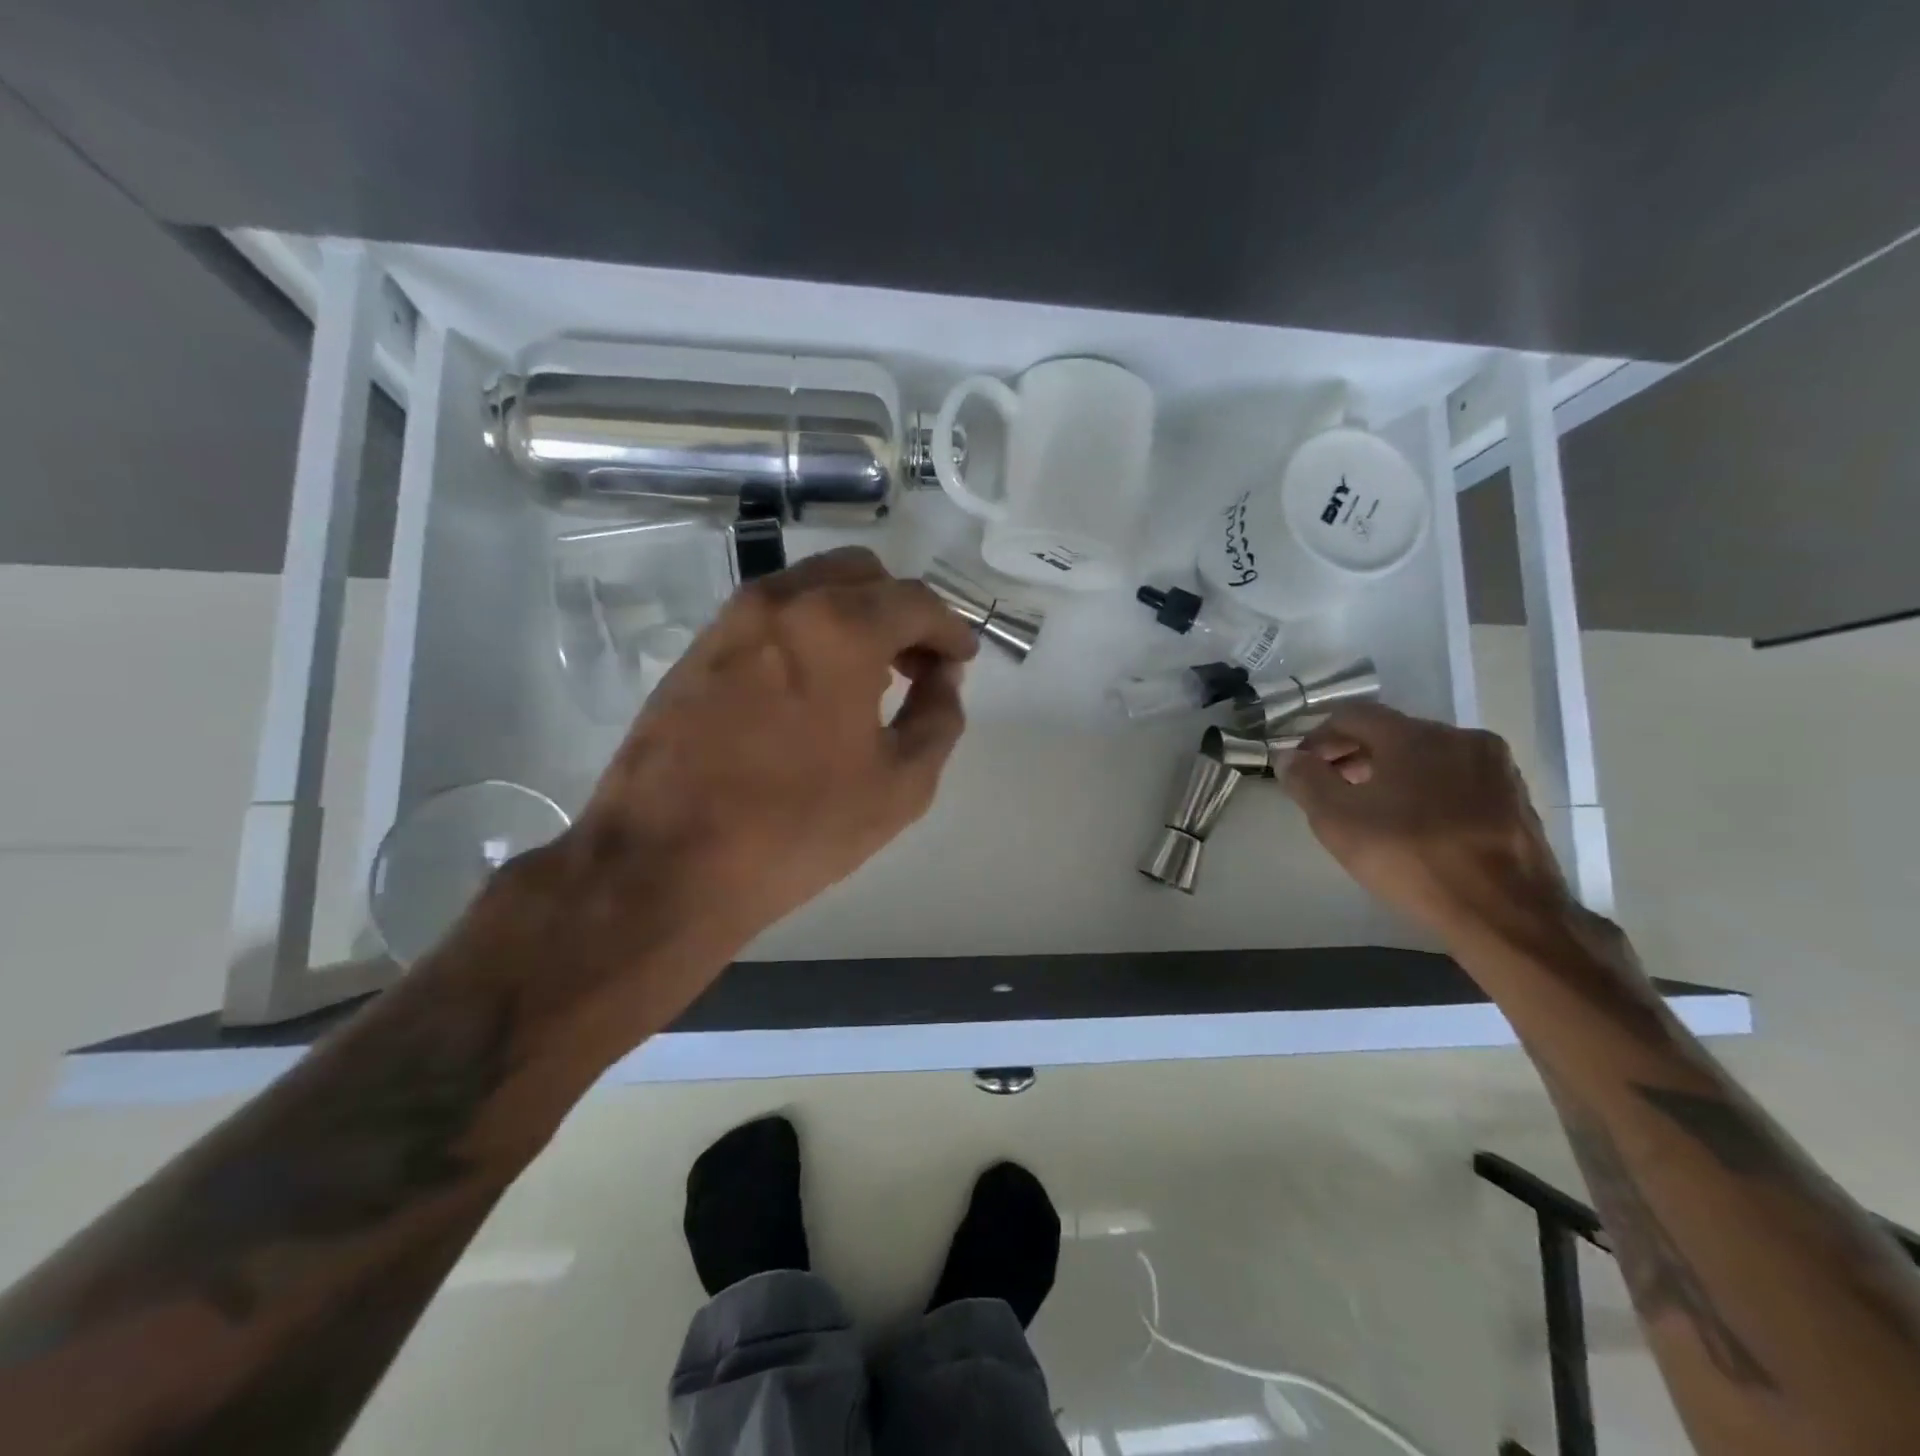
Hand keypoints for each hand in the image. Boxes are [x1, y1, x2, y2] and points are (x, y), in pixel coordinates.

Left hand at [515, 548, 977, 1036]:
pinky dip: (809, 631)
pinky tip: (815, 687)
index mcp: (839, 627)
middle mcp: (783, 602)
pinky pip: (772, 616)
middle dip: (902, 611)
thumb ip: (939, 719)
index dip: (950, 629)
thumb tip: (943, 680)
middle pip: (862, 575)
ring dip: (854, 616)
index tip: (963, 660)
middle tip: (919, 665)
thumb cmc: (795, 827)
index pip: (915, 602)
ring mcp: (731, 621)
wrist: (663, 863)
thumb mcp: (900, 785)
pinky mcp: (698, 649)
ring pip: (812, 587)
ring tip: (872, 677)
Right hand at [1280, 704, 1571, 938]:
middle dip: (1353, 755)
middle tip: (1329, 789)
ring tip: (1369, 810)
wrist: (1506, 913)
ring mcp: (1495, 767)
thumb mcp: (1337, 820)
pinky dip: (1426, 790)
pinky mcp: (1515, 798)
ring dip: (1390, 773)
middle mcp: (1459, 738)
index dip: (1317, 737)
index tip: (1301, 768)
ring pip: (1426, 756)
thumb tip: (1289, 757)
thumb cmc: (1411, 858)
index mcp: (1414, 735)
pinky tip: (1415, 826)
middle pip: (1391, 733)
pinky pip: (1456, 779)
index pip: (1352, 715)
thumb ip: (1306, 780)